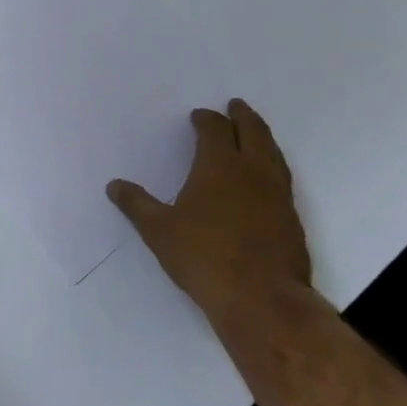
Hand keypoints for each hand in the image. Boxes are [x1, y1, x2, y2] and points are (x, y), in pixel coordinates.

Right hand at [107, 98, 311, 319]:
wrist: (262, 299)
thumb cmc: (204, 258)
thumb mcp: (159, 231)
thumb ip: (137, 205)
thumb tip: (114, 185)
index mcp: (219, 167)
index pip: (215, 131)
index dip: (207, 120)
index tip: (199, 116)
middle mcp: (252, 172)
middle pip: (253, 132)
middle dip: (243, 116)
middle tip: (236, 106)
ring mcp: (277, 195)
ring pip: (273, 153)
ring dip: (262, 137)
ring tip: (255, 133)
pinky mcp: (292, 219)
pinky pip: (282, 178)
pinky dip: (273, 165)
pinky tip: (266, 178)